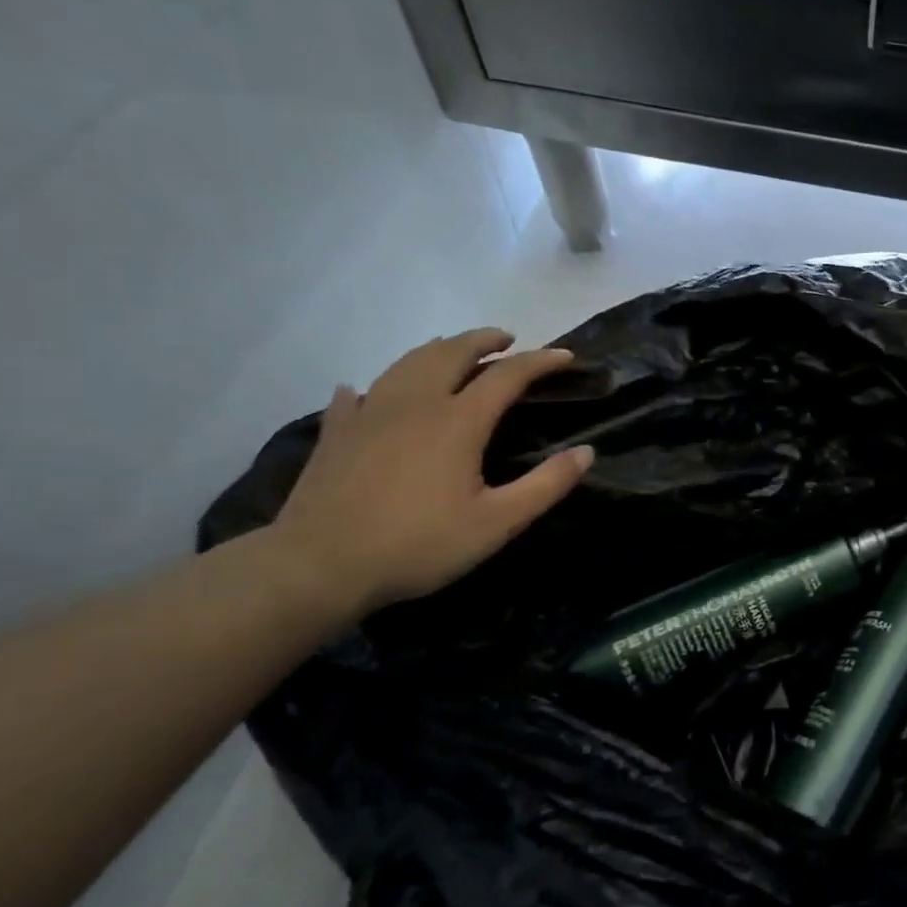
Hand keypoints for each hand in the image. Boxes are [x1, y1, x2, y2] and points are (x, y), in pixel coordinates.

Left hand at [268, 330, 592, 617]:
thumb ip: (546, 485)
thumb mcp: (497, 523)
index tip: (565, 356)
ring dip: (438, 350)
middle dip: (483, 340)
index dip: (540, 361)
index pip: (507, 375)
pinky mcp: (337, 433)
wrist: (319, 566)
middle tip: (506, 339)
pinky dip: (375, 386)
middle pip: (451, 353)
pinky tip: (366, 390)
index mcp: (457, 422)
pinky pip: (357, 395)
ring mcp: (369, 414)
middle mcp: (414, 404)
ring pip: (406, 363)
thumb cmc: (419, 545)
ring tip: (454, 351)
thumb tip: (586, 453)